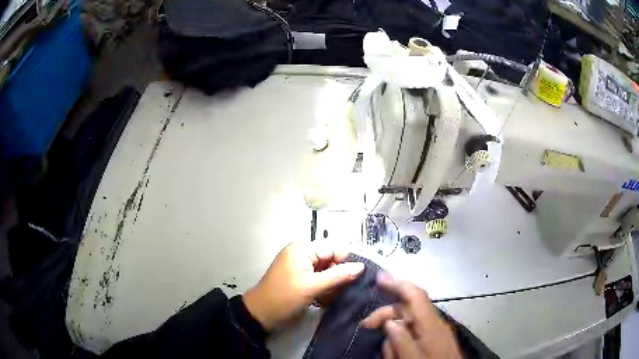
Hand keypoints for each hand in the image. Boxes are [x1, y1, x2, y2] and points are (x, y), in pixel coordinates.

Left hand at [243, 241, 364, 330]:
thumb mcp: (313, 286)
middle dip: (338, 275)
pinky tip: (323, 300)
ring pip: (325, 272)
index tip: (359, 276)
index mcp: (302, 249)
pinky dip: (323, 289)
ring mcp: (300, 267)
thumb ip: (338, 275)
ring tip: (331, 297)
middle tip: (343, 291)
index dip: (346, 260)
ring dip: (331, 285)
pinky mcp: (299, 279)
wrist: (261, 314)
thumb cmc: (285, 297)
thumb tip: (361, 266)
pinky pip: (318, 280)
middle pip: (330, 260)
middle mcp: (302, 254)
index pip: (332, 248)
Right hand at [360, 274, 462, 358]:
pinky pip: (414, 334)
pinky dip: (401, 341)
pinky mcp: (435, 340)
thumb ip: (401, 341)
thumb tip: (389, 322)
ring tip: (388, 354)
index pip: (416, 296)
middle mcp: (435, 324)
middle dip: (386, 314)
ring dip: (393, 334)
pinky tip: (396, 354)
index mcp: (432, 325)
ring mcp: (436, 332)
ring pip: (409, 323)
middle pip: (408, 309)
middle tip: (365, 325)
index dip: (398, 284)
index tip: (379, 278)